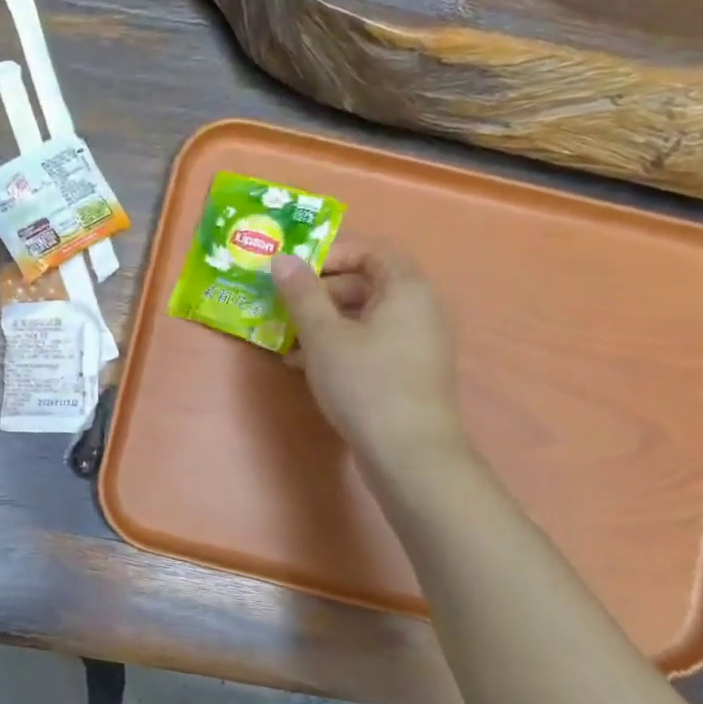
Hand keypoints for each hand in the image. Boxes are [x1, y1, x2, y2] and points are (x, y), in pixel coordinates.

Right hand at [270, 239, 466, 466]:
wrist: (408, 454)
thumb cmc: (365, 383)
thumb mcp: (323, 336)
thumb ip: (301, 293)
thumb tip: (282, 259)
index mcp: (407, 289)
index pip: (372, 249)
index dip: (331, 252)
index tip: (294, 269)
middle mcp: (420, 308)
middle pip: (367, 282)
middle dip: (320, 291)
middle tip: (283, 305)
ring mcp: (417, 343)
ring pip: (364, 316)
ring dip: (324, 321)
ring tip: (285, 338)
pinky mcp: (408, 371)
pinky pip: (370, 343)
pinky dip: (339, 345)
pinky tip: (303, 365)